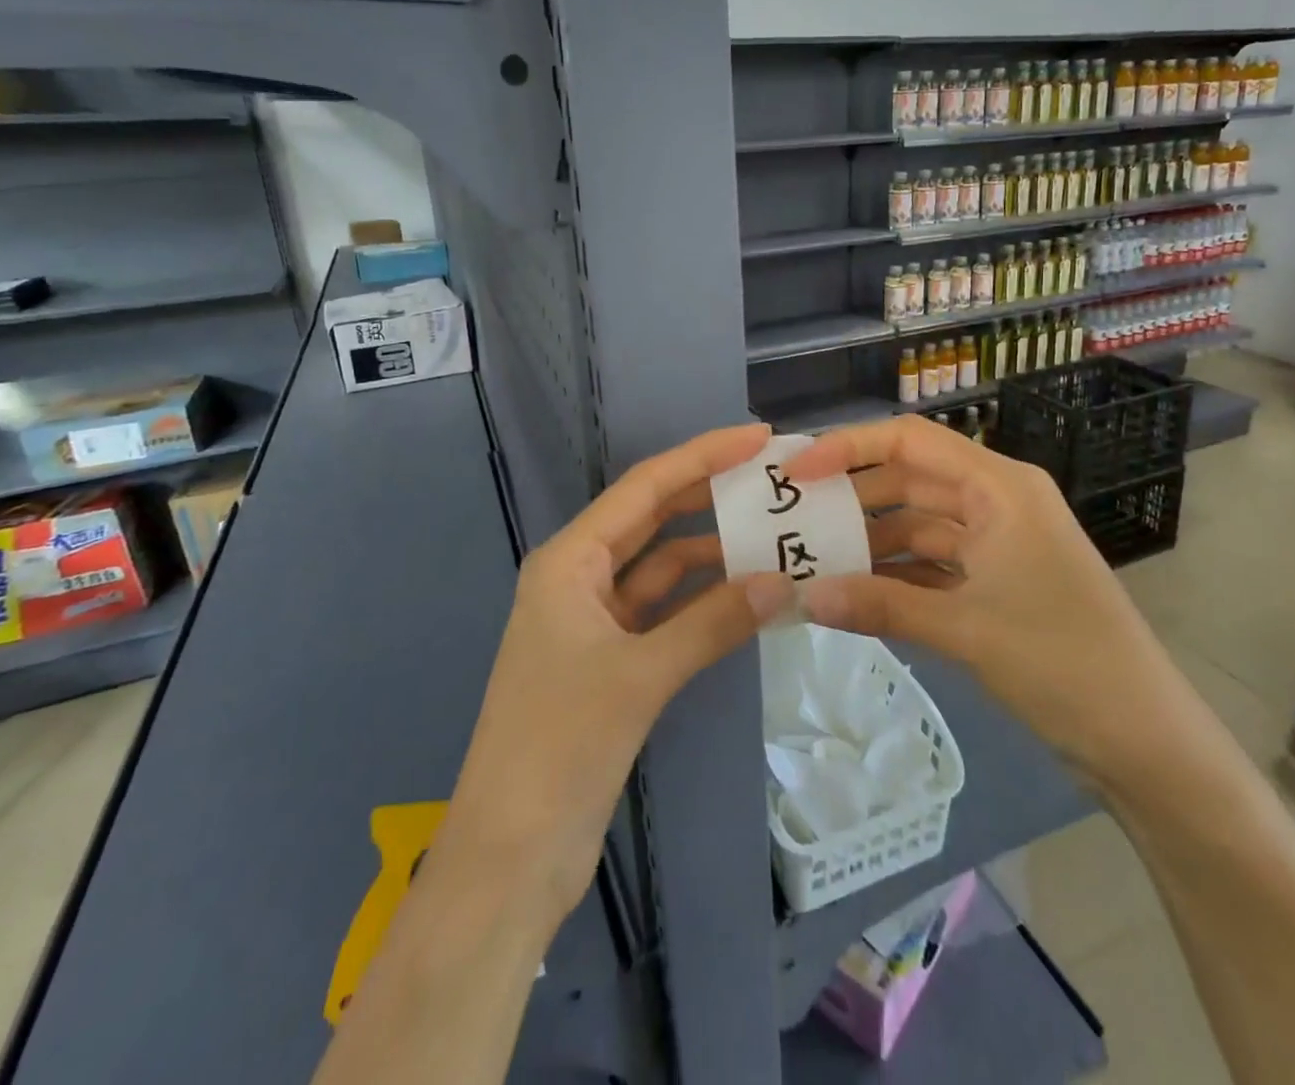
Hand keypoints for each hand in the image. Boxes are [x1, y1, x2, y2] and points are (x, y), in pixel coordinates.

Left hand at [440, 423, 793, 928]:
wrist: (510, 857)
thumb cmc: (559, 747)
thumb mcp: (640, 676)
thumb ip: (714, 623)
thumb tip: (785, 582)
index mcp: (569, 561)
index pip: (644, 489)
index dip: (701, 456)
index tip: (755, 438)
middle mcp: (580, 579)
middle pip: (653, 520)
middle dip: (708, 496)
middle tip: (770, 477)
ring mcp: (596, 622)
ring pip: (663, 570)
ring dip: (713, 556)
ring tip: (775, 538)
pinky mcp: (612, 662)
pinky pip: (666, 614)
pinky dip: (704, 604)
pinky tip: (748, 598)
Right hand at [785, 415, 1183, 789]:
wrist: (1144, 740)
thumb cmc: (1063, 662)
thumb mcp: (964, 629)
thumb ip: (878, 606)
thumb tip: (801, 598)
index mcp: (1000, 487)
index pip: (911, 441)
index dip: (849, 446)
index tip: (797, 471)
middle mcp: (997, 501)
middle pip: (910, 479)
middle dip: (853, 496)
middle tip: (793, 516)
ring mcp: (998, 543)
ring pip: (919, 524)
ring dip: (871, 541)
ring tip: (813, 559)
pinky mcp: (997, 582)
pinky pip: (933, 563)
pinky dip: (896, 574)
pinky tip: (854, 592)